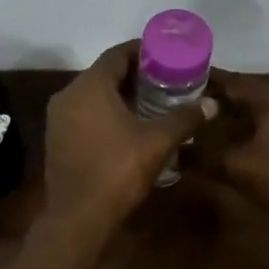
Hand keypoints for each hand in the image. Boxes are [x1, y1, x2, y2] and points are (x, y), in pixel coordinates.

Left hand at [43, 41, 216, 231]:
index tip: (166, 55)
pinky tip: (127, 125)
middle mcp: (68, 94)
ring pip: (92, 94)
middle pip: (104, 72)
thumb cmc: (117, 171)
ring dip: (119, 94)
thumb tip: (212, 104)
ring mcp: (58, 118)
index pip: (117, 54)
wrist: (78, 218)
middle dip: (134, 74)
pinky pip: (83, 112)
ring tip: (151, 101)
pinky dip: (104, 111)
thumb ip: (184, 118)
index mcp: (89, 86)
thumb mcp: (158, 142)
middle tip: (164, 79)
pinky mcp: (56, 138)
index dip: (142, 51)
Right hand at [191, 71, 268, 224]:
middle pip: (251, 94)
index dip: (207, 83)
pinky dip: (260, 127)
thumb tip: (174, 153)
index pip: (233, 82)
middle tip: (194, 105)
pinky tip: (244, 141)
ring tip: (214, 124)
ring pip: (267, 109)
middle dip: (223, 101)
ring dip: (242, 116)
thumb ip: (202, 157)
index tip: (184, 82)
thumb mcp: (235, 168)